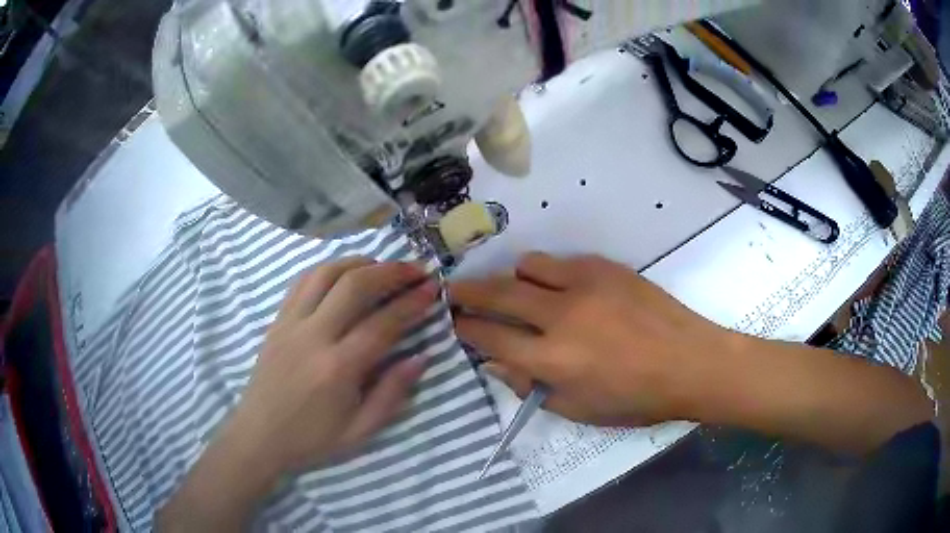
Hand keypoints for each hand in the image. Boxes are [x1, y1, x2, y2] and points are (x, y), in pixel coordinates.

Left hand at [232, 257, 436, 473]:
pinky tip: (344, 274)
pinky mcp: (277, 320)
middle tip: (415, 270)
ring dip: (359, 263)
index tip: (432, 289)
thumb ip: (393, 393)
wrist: (259, 435)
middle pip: (354, 285)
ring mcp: (291, 323)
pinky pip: (302, 281)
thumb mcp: (360, 430)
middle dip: (391, 271)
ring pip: (326, 273)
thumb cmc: (312, 438)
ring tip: (382, 267)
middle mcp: (313, 336)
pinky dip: (328, 269)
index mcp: (338, 368)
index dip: (412, 303)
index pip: (383, 323)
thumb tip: (421, 357)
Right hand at [450, 252, 930, 454]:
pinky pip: (560, 261)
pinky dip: (546, 272)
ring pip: (527, 267)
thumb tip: (495, 363)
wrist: (692, 362)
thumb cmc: (637, 399)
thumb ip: (531, 386)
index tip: (452, 323)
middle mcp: (560, 316)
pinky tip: (554, 285)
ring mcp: (584, 285)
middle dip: (466, 293)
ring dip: (512, 280)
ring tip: (513, 291)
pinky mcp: (605, 268)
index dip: (464, 330)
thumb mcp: (579, 410)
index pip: (489, 338)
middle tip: (451, 292)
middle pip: (497, 295)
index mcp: (553, 360)